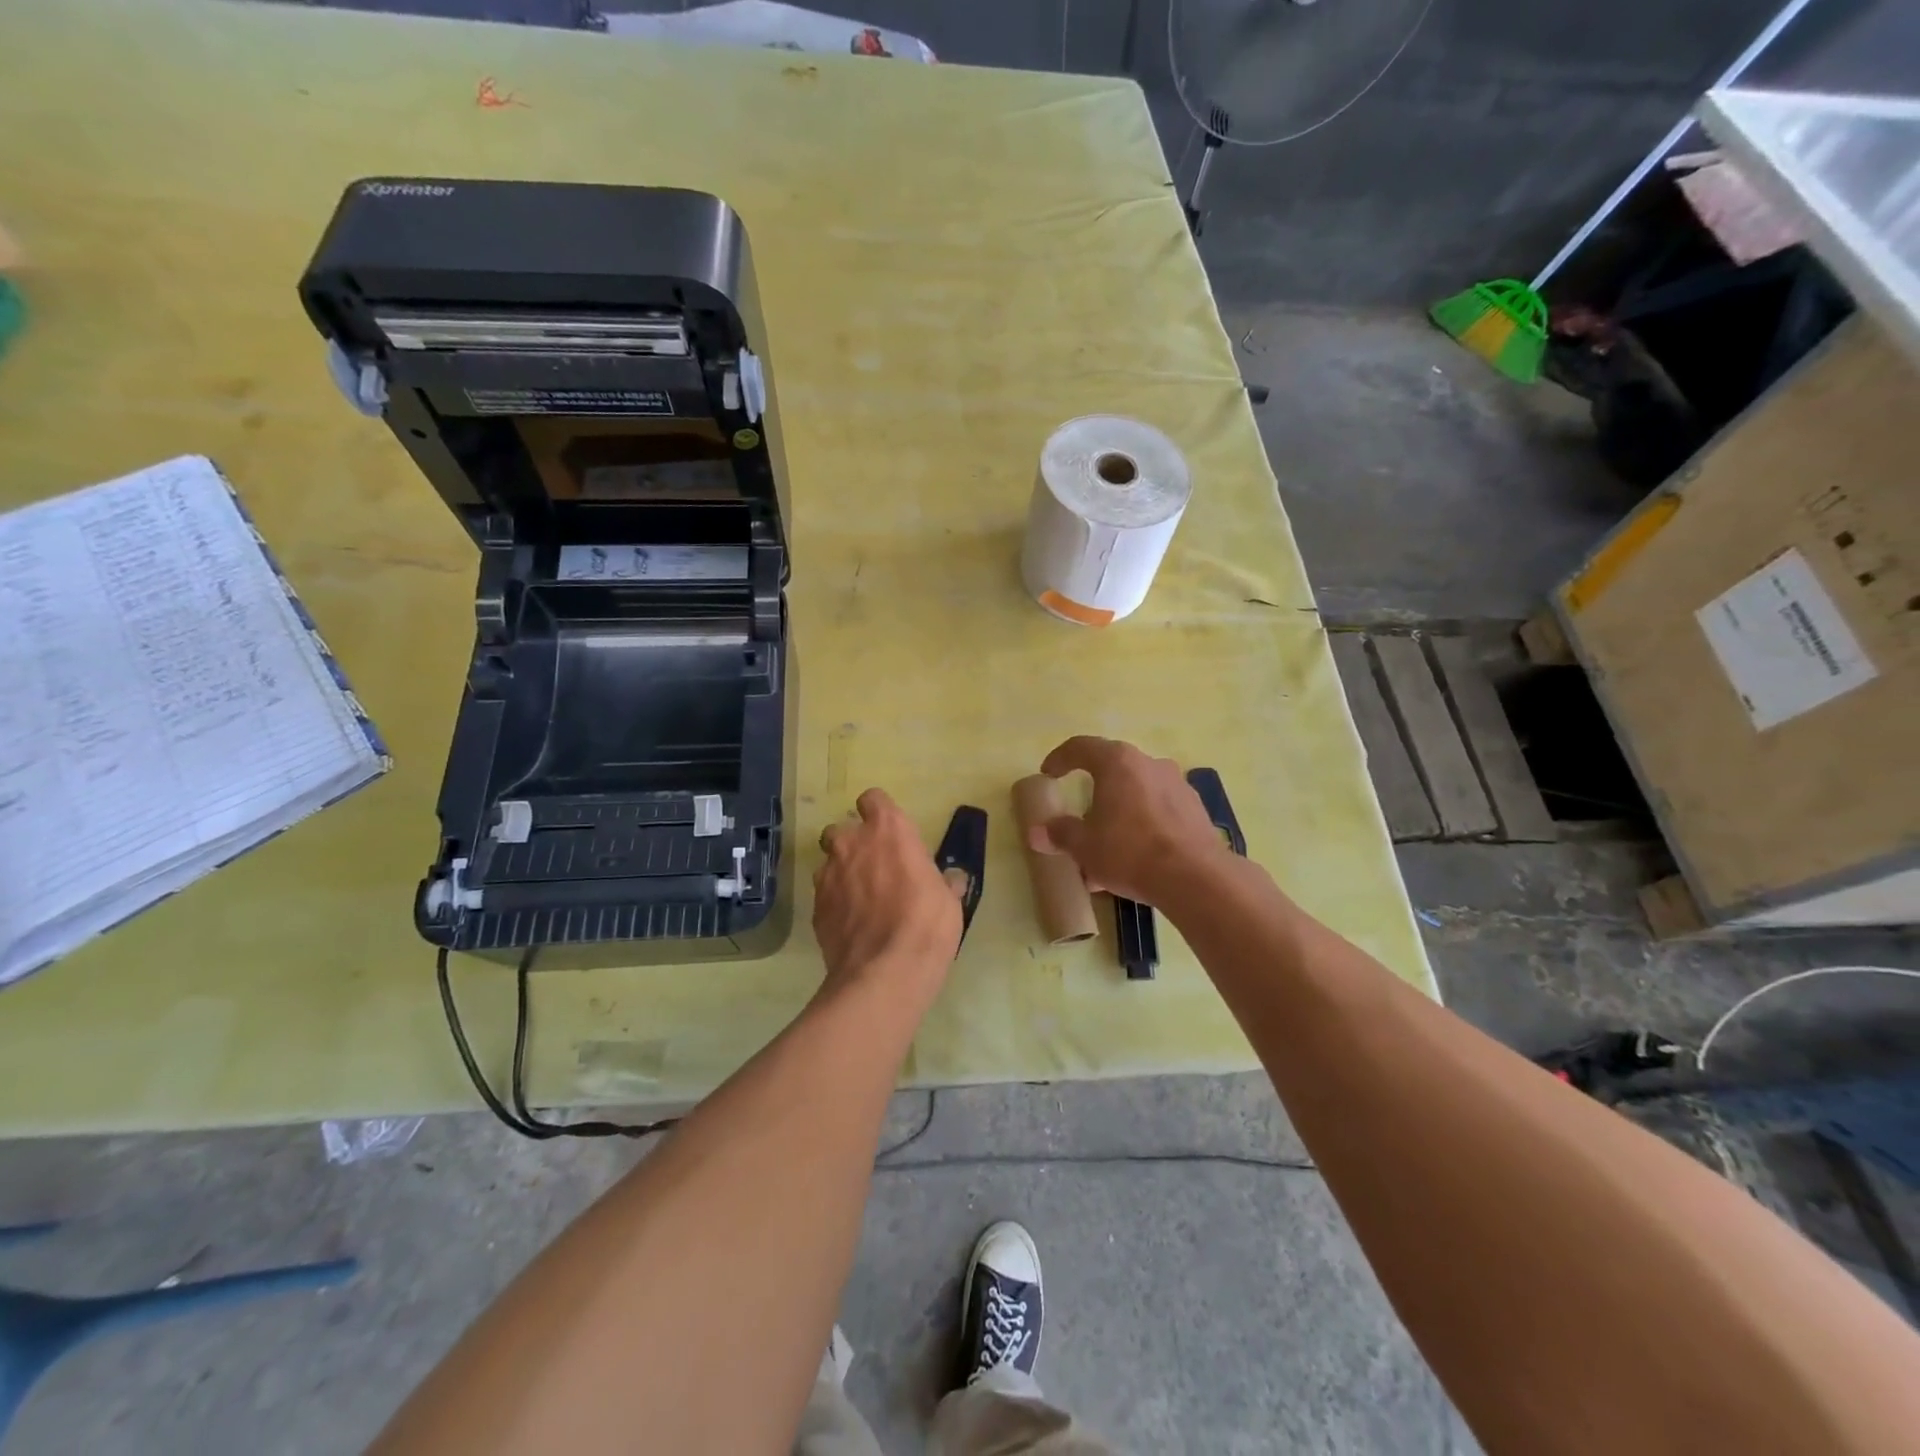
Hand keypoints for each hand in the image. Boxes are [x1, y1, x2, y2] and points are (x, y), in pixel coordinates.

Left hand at [813, 788, 962, 1005]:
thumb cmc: (927, 924)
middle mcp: (852, 843)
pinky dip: (835, 902)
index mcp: (889, 830)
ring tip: (860, 899)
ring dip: (841, 873)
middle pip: (841, 829)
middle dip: (852, 843)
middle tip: (873, 867)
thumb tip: (952, 879)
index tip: (890, 833)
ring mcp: (828, 874)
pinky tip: (851, 924)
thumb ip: (944, 882)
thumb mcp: (949, 901)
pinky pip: (824, 894)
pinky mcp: (816, 906)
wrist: (885, 973)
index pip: (873, 799)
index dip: (879, 813)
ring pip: (828, 862)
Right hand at [1029, 737, 1233, 905]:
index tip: (1048, 774)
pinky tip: (1135, 858)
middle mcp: (1150, 764)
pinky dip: (1142, 826)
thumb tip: (1037, 832)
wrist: (1195, 878)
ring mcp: (1177, 786)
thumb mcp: (1084, 846)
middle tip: (1079, 817)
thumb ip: (1059, 834)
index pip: (1081, 747)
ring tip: (1106, 848)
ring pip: (1137, 794)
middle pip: (1113, 770)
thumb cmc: (1130, 851)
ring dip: (1119, 814)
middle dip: (1093, 793)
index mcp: (1118, 763)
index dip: (1060, 758)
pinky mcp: (1195, 810)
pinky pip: (1158, 812)